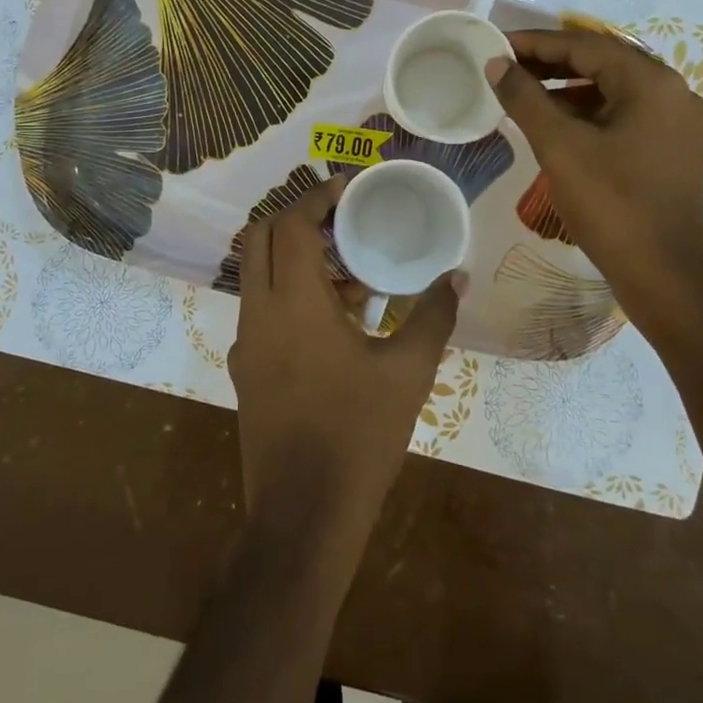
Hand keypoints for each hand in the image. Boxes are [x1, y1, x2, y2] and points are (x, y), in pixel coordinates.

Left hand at [228, 175, 461, 542]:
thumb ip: (432, 316)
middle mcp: (258, 314)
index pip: (288, 225)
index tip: (345, 187)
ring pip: (258, 277)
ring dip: (294, 261)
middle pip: (259, 240)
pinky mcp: (246, 372)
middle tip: (341, 222)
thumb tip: (457, 277)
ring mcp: (246, 345)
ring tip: (351, 275)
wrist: (304, 515)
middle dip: (295, 220)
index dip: (315, 197)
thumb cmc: (358, 435)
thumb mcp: (408, 372)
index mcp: (292, 303)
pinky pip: (262, 313)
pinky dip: (290, 296)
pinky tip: (336, 325)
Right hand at [486, 27, 702, 312]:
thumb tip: (497, 64)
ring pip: (612, 91)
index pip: (585, 46)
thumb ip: (525, 99)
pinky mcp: (671, 149)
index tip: (497, 44)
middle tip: (505, 67)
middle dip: (551, 63)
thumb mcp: (560, 147)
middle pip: (602, 63)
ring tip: (522, 94)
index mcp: (651, 82)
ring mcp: (675, 122)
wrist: (664, 274)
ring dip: (567, 89)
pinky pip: (623, 115)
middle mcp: (671, 92)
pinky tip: (555, 125)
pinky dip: (587, 113)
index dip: (536, 43)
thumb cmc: (612, 204)